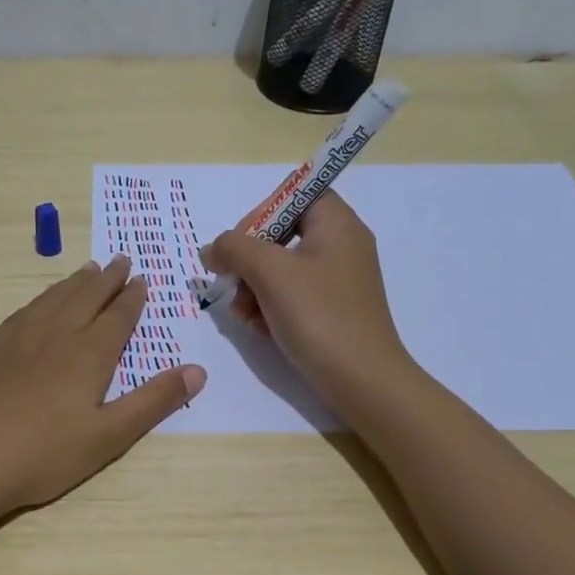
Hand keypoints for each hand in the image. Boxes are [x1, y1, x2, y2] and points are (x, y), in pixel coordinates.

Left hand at [0, 257, 206, 521]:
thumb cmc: (41, 454)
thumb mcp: (108, 437)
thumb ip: (153, 402)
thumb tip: (199, 371)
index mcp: (88, 354)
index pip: (117, 316)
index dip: (132, 298)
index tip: (142, 279)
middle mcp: (55, 334)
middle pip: (86, 296)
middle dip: (108, 279)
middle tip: (121, 260)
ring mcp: (17, 338)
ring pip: (53, 298)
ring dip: (75, 282)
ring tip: (88, 269)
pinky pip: (24, 310)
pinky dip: (42, 298)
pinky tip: (40, 303)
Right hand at [200, 190, 414, 414]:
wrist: (363, 380)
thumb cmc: (319, 316)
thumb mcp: (270, 273)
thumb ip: (234, 248)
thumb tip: (212, 249)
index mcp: (337, 223)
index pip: (295, 193)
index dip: (262, 212)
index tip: (240, 243)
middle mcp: (342, 244)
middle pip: (282, 233)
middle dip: (249, 260)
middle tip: (231, 283)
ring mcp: (339, 279)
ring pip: (282, 268)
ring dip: (254, 287)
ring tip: (242, 314)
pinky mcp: (334, 309)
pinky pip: (293, 294)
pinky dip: (271, 307)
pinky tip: (259, 329)